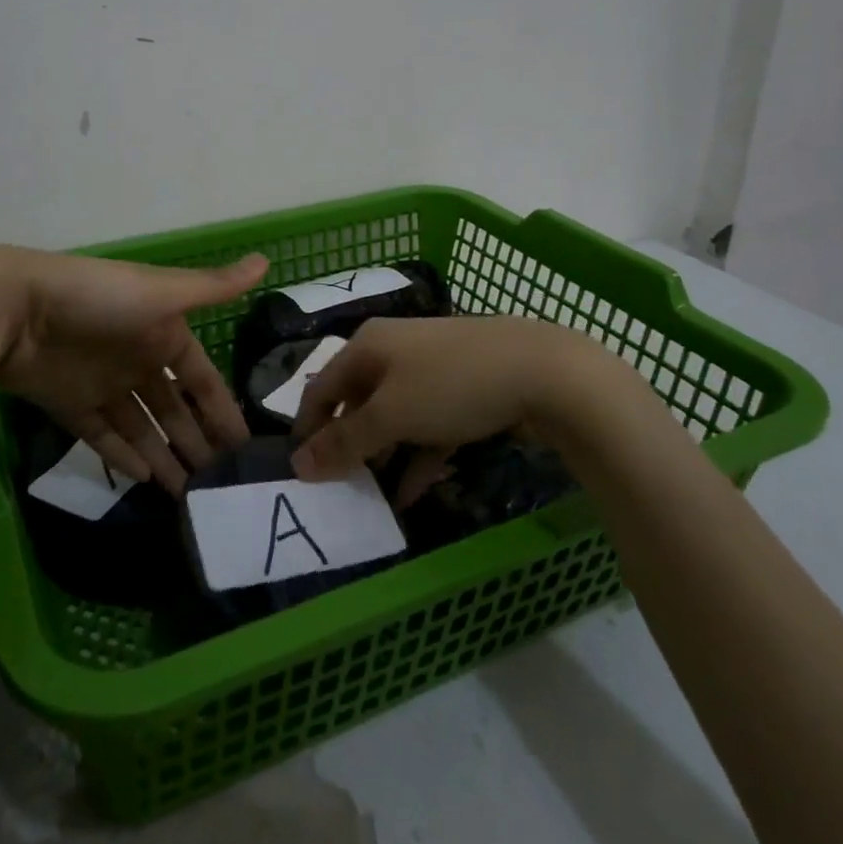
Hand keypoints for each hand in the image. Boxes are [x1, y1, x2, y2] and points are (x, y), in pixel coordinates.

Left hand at [0, 246, 266, 494]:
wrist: (15, 309)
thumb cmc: (99, 298)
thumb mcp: (163, 291)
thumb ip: (214, 286)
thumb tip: (269, 259)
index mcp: (162, 333)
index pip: (201, 378)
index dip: (222, 410)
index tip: (245, 445)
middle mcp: (137, 360)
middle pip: (174, 409)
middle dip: (197, 442)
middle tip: (222, 486)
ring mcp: (103, 385)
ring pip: (142, 429)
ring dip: (165, 458)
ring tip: (190, 496)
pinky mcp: (70, 406)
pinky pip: (103, 438)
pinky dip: (123, 458)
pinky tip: (146, 481)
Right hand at [290, 316, 657, 504]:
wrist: (545, 371)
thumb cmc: (451, 385)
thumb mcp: (391, 415)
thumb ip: (344, 442)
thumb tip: (298, 465)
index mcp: (367, 345)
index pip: (321, 387)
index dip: (307, 429)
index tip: (301, 474)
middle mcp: (393, 351)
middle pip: (356, 402)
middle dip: (347, 445)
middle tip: (338, 489)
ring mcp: (431, 369)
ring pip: (393, 417)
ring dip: (382, 456)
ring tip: (372, 498)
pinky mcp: (462, 390)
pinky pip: (427, 426)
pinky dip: (417, 457)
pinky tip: (412, 494)